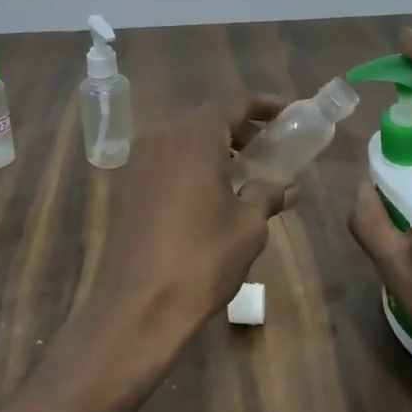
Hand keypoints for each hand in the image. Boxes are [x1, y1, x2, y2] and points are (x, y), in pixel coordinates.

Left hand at [78, 95, 294, 384]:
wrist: (137, 307)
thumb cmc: (202, 259)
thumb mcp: (248, 226)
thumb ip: (267, 194)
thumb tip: (286, 186)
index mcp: (194, 138)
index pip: (232, 104)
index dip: (262, 106)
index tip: (286, 114)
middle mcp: (161, 139)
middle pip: (205, 120)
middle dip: (238, 129)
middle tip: (267, 147)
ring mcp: (138, 163)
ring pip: (182, 141)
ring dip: (213, 149)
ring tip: (241, 173)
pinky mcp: (125, 189)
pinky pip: (164, 163)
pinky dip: (189, 167)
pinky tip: (207, 196)